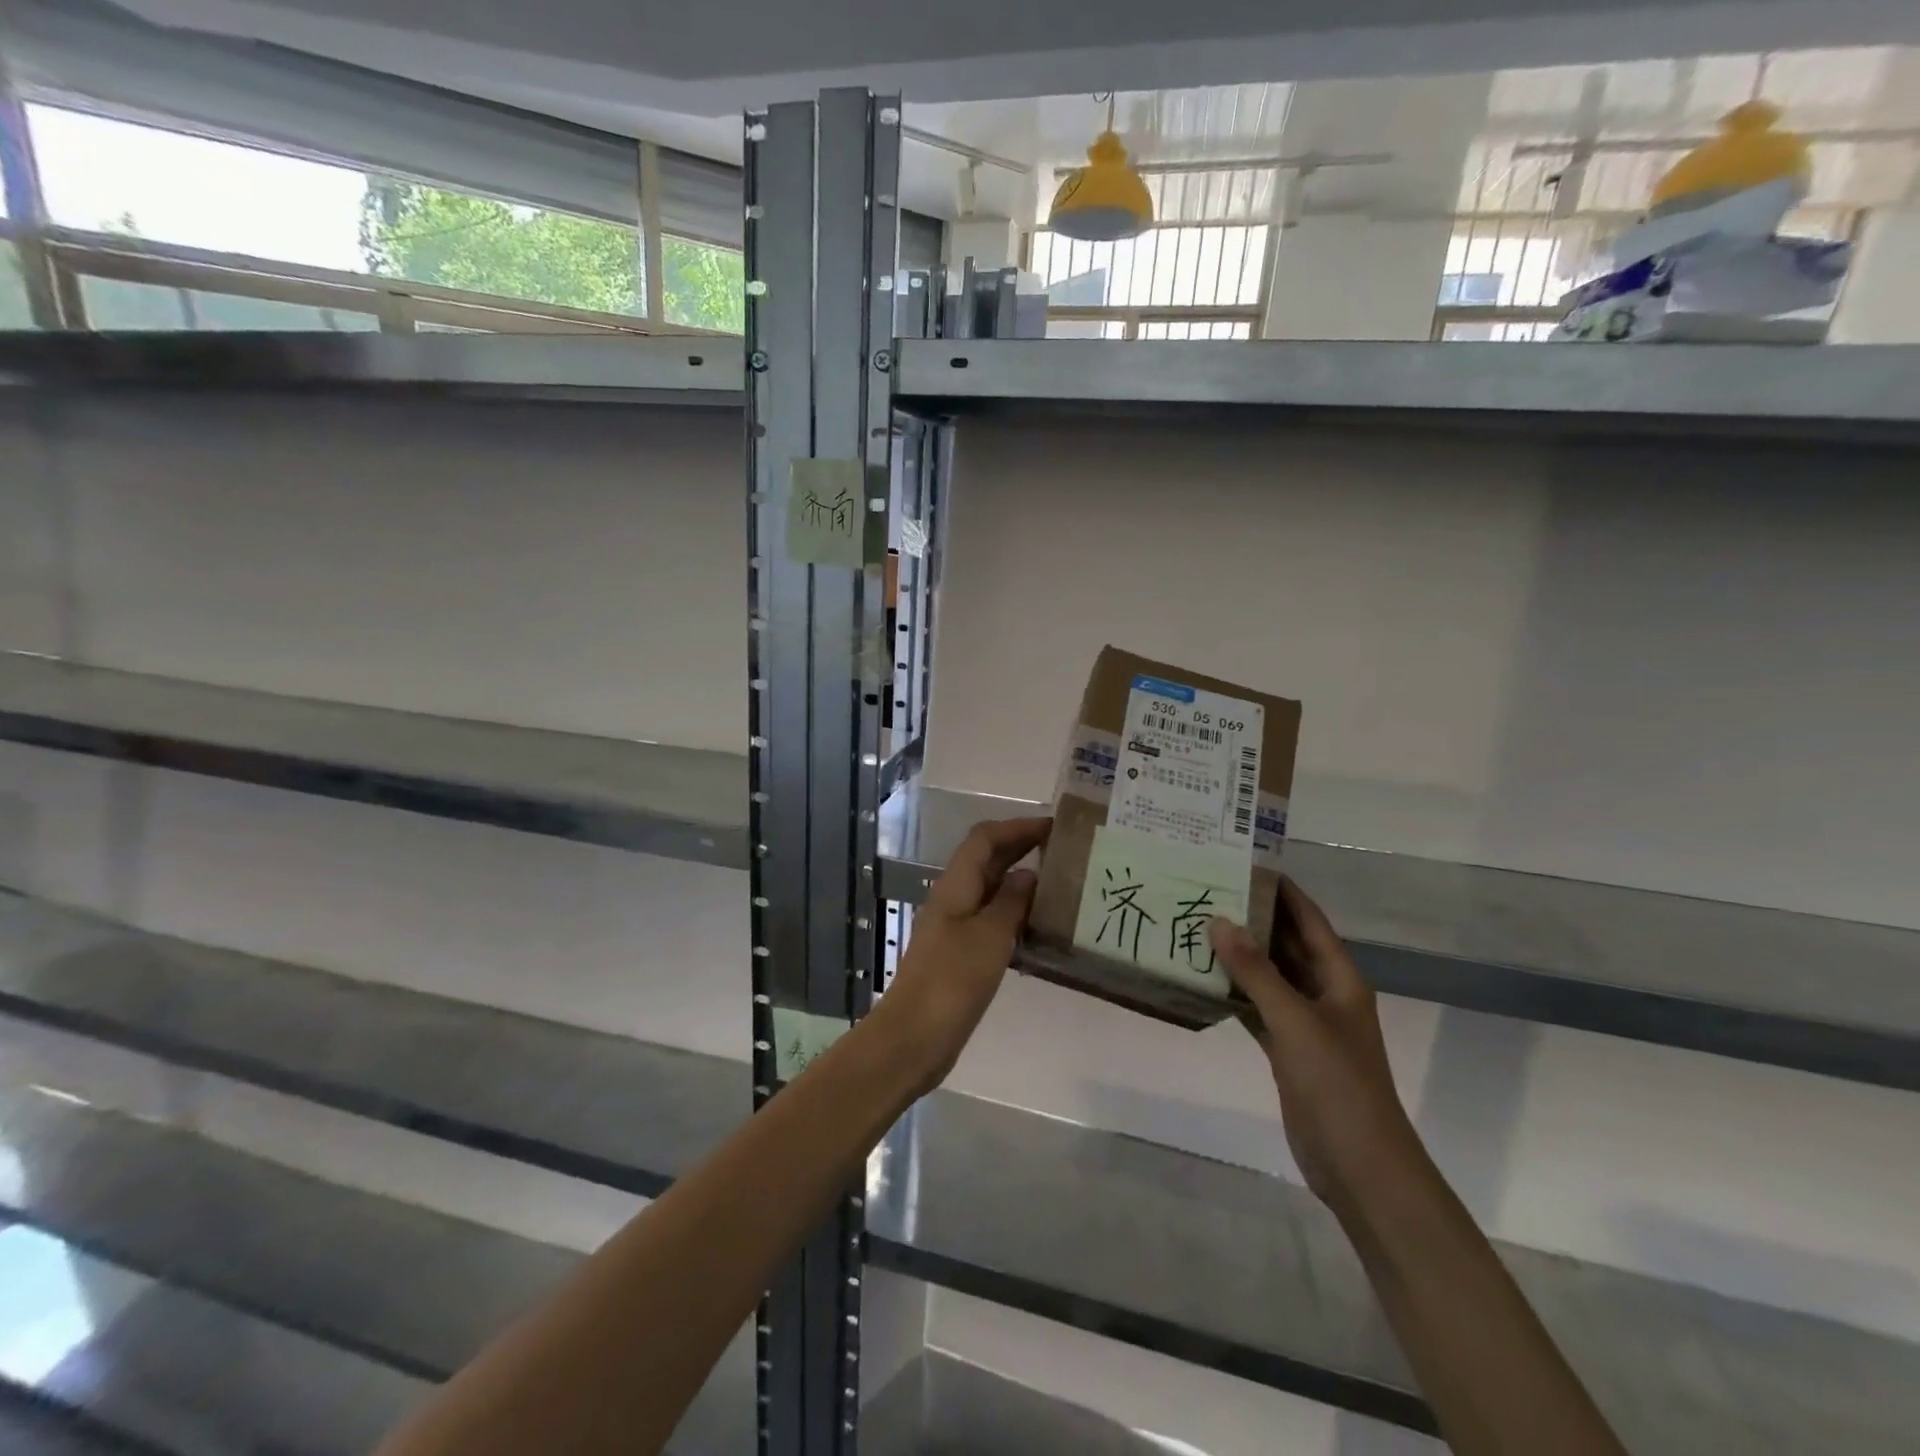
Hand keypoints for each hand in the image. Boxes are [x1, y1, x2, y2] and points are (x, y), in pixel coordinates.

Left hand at [879, 816, 1048, 1088]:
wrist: (915, 1038)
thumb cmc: (952, 981)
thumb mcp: (989, 936)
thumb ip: (1011, 901)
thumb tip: (1028, 874)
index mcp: (955, 886)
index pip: (985, 838)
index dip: (1017, 826)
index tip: (1054, 826)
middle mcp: (954, 899)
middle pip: (987, 860)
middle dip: (1022, 848)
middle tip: (1065, 850)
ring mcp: (955, 928)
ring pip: (991, 891)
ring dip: (1021, 882)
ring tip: (1061, 886)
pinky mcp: (961, 955)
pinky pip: (992, 921)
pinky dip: (1016, 915)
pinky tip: (1041, 928)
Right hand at [1209, 879, 1423, 1211]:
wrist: (1359, 1165)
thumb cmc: (1337, 1083)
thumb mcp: (1295, 1020)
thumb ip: (1256, 972)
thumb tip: (1220, 921)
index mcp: (1340, 978)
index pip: (1309, 920)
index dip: (1282, 891)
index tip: (1245, 864)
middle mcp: (1324, 993)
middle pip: (1286, 944)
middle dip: (1252, 919)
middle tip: (1207, 891)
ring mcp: (1305, 1023)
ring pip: (1268, 976)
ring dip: (1238, 956)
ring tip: (1194, 927)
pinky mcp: (1287, 1050)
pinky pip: (1256, 1008)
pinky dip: (1233, 993)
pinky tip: (1201, 980)